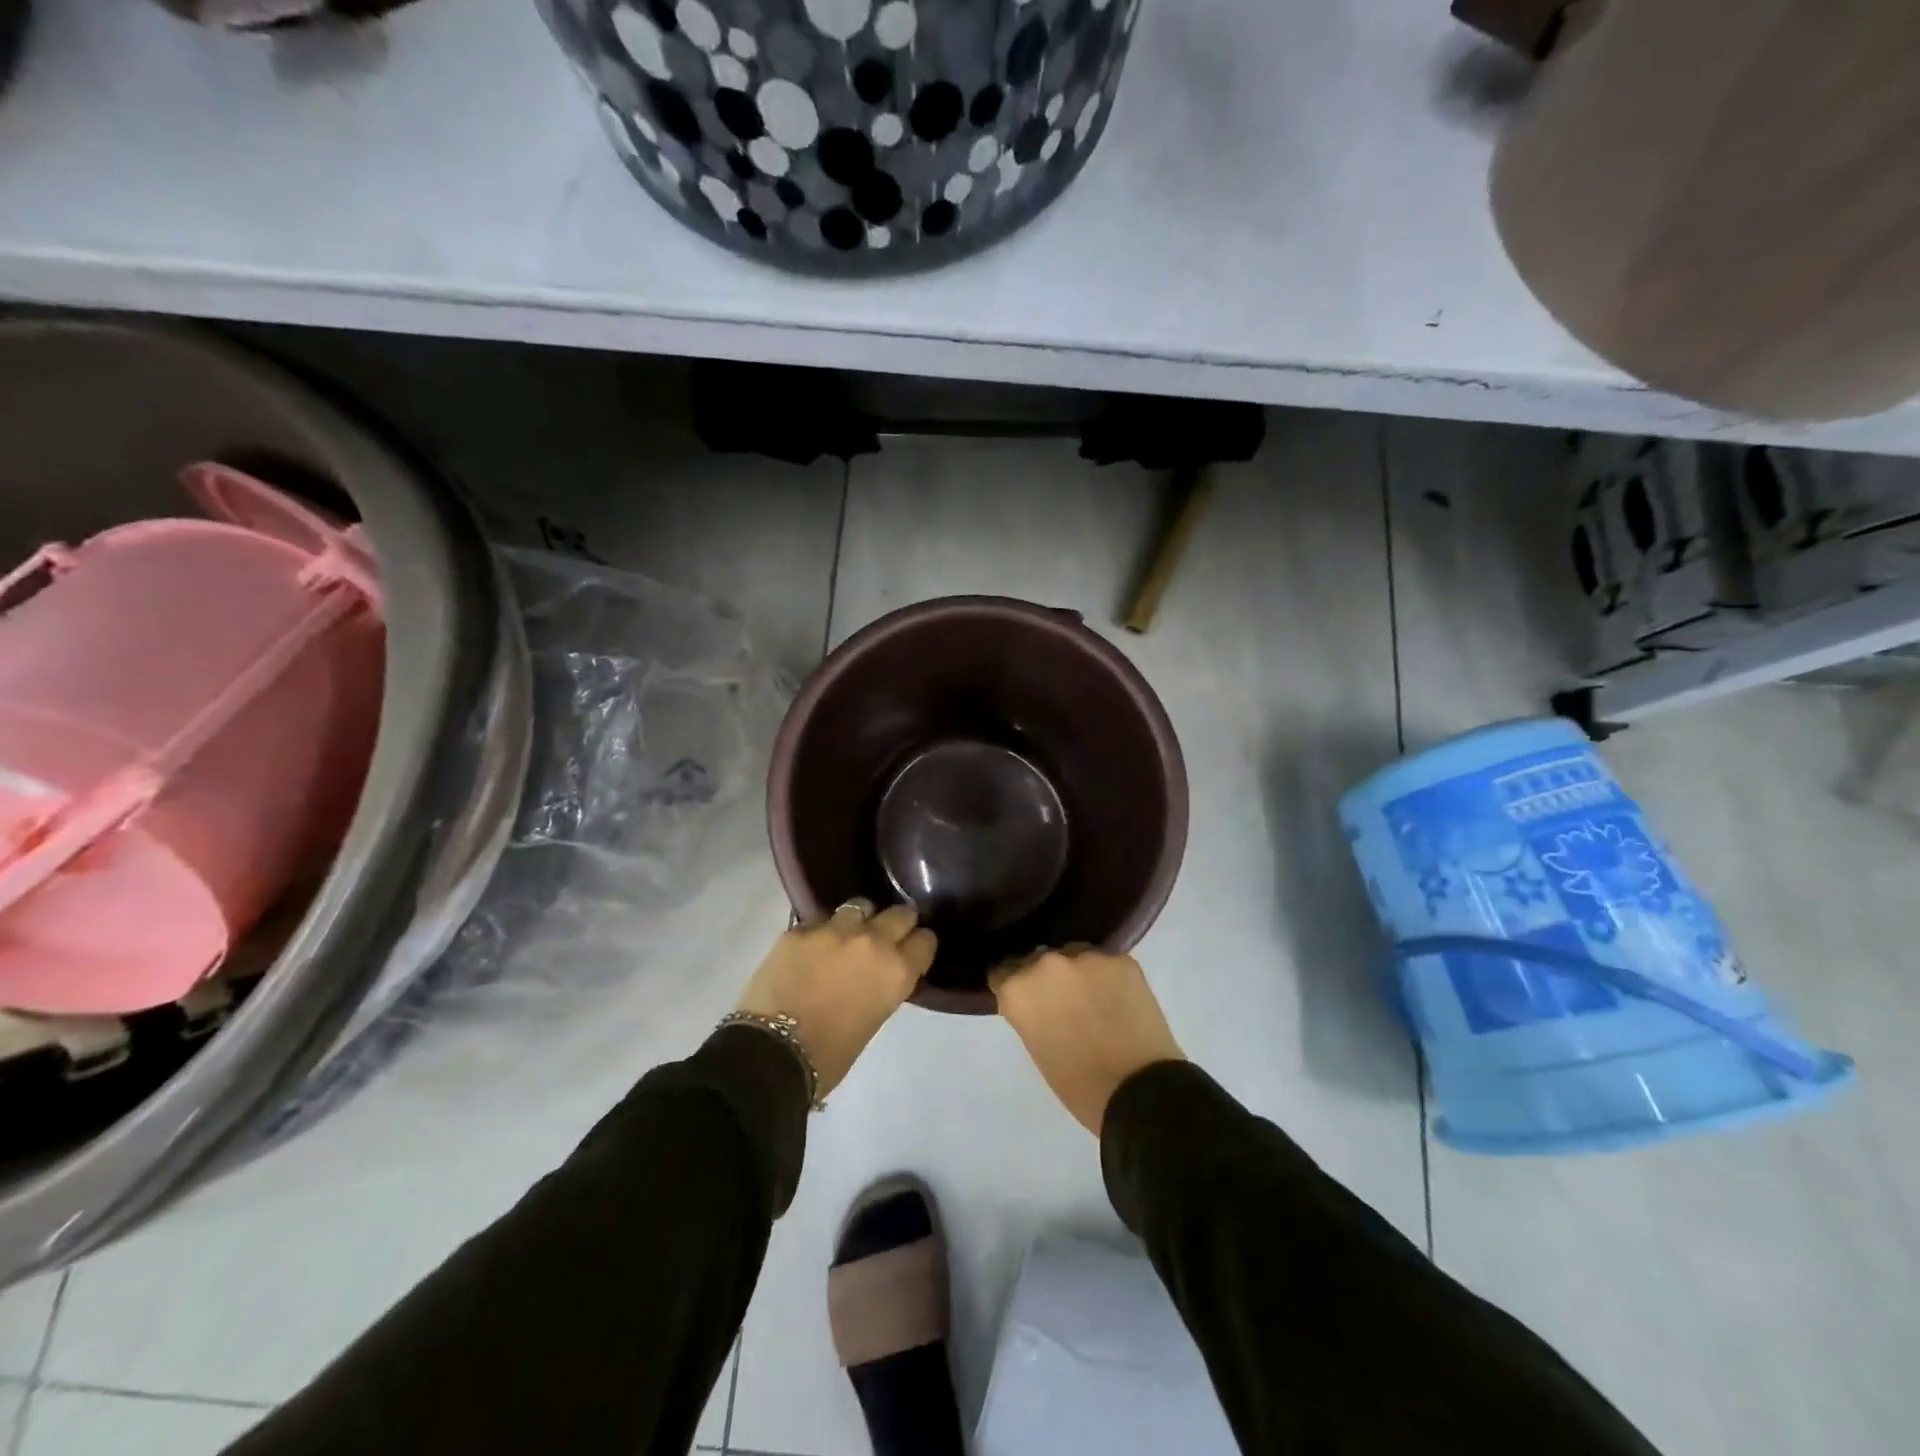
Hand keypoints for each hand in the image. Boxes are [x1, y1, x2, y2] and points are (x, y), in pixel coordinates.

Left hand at [736, 899, 935, 1098]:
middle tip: (885, 936)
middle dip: (896, 923)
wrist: (771, 1054)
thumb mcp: (873, 1019)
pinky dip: (821, 932)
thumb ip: (882, 986)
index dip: (919, 946)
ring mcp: (834, 930)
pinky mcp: (799, 929)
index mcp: (896, 971)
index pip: (925, 941)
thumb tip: (877, 974)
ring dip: (859, 920)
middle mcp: (872, 941)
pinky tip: (811, 948)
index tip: (912, 951)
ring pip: (859, 906)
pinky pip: (820, 920)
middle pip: (899, 914)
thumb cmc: (830, 1056)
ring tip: (847, 935)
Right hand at [990, 946, 1184, 1135]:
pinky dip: (1109, 978)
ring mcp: (1086, 956)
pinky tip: (1119, 999)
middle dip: (1047, 978)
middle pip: (1039, 960)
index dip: (1015, 986)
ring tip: (1095, 999)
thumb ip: (1030, 1013)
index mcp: (1018, 989)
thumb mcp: (1037, 1047)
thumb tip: (1040, 1001)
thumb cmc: (1079, 1085)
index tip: (1026, 1000)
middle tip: (1063, 1002)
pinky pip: (1106, 963)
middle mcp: (1046, 963)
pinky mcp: (1120, 959)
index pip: (1003, 973)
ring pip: (1074, 956)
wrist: (1139, 1091)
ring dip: (1078, 973)